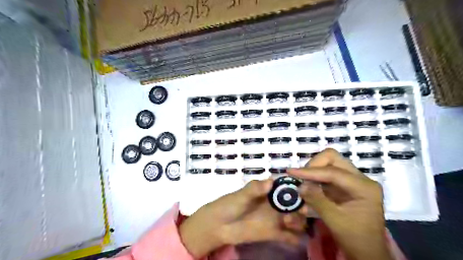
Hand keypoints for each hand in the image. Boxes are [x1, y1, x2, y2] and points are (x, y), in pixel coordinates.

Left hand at [179, 179, 306, 257]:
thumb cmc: (229, 205)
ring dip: (298, 220)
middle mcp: (275, 204)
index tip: (304, 191)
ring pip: (294, 218)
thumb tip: (270, 182)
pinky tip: (297, 240)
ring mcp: (275, 219)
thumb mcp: (241, 195)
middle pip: (294, 203)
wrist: (219, 226)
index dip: (297, 188)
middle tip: (301, 210)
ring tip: (289, 222)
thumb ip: (254, 189)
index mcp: (268, 191)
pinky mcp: (273, 233)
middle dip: (300, 206)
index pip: (286, 187)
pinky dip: (295, 238)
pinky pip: (288, 236)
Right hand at [289, 149, 391, 259]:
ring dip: (314, 171)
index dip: (311, 171)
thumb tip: (299, 185)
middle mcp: (361, 179)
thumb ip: (317, 200)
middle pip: (333, 158)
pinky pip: (327, 173)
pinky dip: (315, 178)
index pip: (333, 172)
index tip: (291, 172)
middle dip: (314, 165)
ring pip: (329, 163)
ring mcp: (353, 180)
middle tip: (302, 178)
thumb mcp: (335, 220)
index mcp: (364, 187)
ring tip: (303, 183)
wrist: (368, 252)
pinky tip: (308, 187)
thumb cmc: (356, 239)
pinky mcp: (345, 185)